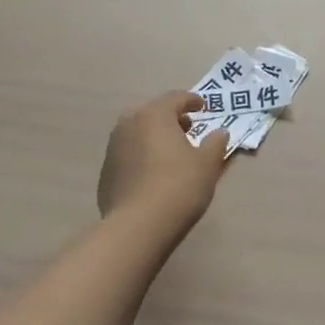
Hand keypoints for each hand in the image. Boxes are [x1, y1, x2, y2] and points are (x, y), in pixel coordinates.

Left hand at [97, 92, 228, 236]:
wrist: (138, 226)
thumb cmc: (179, 186)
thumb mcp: (208, 164)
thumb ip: (215, 143)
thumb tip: (219, 132)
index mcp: (154, 115)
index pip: (176, 98)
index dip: (193, 100)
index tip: (204, 107)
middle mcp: (129, 124)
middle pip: (153, 112)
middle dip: (171, 118)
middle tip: (188, 129)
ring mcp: (113, 148)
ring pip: (137, 132)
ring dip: (154, 136)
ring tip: (170, 152)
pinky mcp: (105, 172)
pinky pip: (128, 154)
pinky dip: (142, 156)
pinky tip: (153, 174)